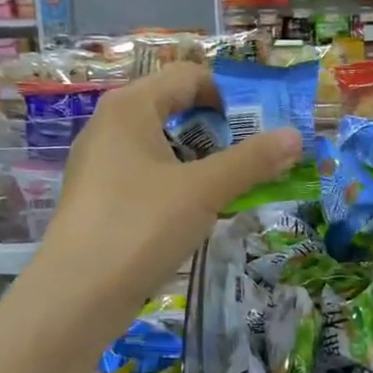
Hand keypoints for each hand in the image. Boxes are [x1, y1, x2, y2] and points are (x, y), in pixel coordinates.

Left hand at [44, 63, 301, 304]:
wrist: (76, 296)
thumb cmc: (140, 226)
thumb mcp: (204, 190)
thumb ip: (252, 160)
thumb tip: (295, 135)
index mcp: (130, 107)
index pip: (188, 77)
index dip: (229, 95)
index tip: (261, 127)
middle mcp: (110, 126)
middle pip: (175, 109)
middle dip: (220, 131)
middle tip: (255, 158)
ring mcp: (101, 165)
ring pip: (163, 147)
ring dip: (203, 160)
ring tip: (233, 188)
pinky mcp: (101, 200)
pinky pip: (149, 177)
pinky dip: (179, 185)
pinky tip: (198, 214)